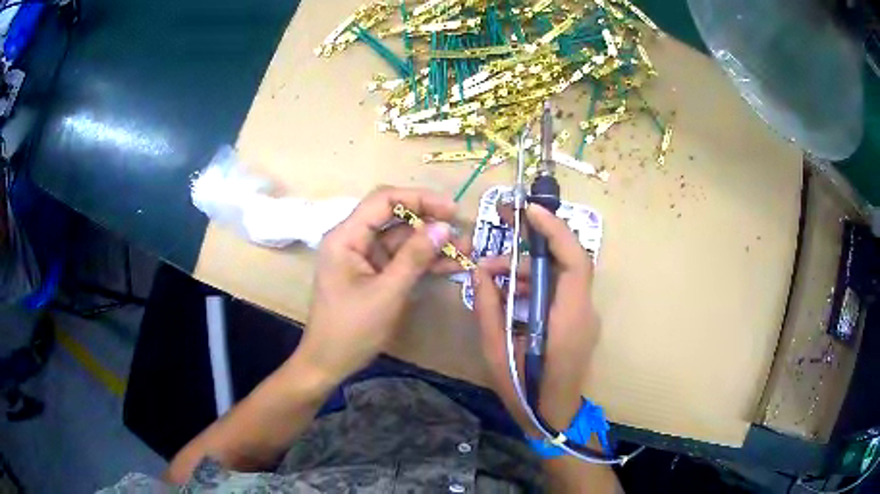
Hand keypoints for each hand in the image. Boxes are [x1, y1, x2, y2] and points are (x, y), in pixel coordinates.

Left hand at [297, 186, 468, 386]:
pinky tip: (450, 265)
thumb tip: (444, 227)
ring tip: (466, 250)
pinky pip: (400, 259)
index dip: (420, 199)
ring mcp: (363, 257)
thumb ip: (415, 257)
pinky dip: (422, 261)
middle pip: (394, 218)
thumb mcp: (387, 293)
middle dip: (429, 222)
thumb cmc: (351, 330)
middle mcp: (353, 240)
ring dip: (431, 244)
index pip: (384, 200)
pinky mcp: (372, 273)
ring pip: (401, 240)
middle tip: (462, 231)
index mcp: (346, 237)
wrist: (329, 363)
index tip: (452, 210)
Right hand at [473, 204, 599, 433]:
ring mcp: (583, 316)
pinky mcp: (577, 322)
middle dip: (533, 244)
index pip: (574, 261)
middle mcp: (583, 312)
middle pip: (566, 262)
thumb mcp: (496, 351)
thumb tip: (479, 272)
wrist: (553, 418)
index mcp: (568, 318)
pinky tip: (508, 292)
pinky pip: (558, 291)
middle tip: (501, 233)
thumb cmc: (525, 391)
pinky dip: (534, 284)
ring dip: (527, 269)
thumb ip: (488, 308)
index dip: (555, 231)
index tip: (530, 212)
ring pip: (559, 276)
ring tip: (490, 275)